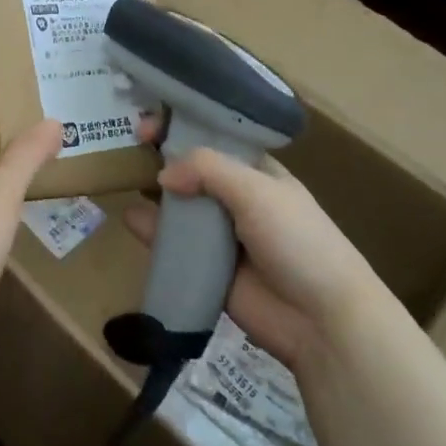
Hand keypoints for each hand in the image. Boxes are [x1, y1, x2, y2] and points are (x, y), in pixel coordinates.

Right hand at [123, 135, 386, 372]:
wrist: (323, 320)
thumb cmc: (298, 241)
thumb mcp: (256, 191)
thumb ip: (207, 170)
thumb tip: (162, 175)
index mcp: (257, 172)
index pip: (214, 139)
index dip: (184, 128)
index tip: (151, 125)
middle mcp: (237, 198)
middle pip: (192, 171)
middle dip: (163, 157)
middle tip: (129, 146)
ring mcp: (221, 235)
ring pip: (180, 207)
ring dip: (154, 193)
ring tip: (122, 179)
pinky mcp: (208, 269)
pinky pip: (174, 245)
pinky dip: (152, 232)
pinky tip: (130, 219)